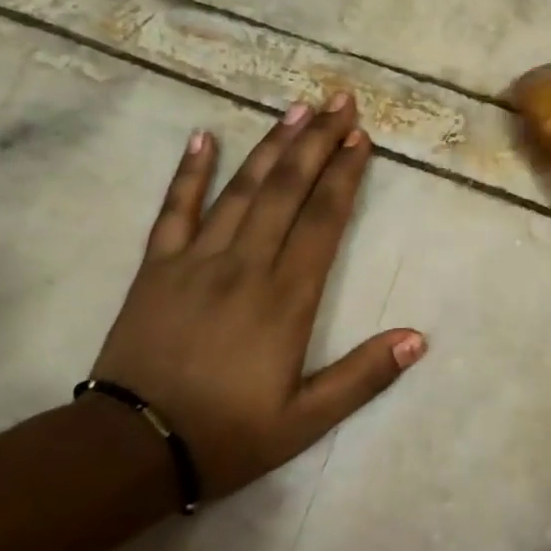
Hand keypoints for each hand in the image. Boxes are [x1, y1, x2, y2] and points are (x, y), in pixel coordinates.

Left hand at [90, 94, 425, 498]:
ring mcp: (197, 260)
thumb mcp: (306, 420)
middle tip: (339, 101)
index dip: (344, 175)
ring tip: (296, 109)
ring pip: (242, 189)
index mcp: (286, 297)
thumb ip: (364, 376)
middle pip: (288, 190)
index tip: (360, 138)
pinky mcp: (156, 267)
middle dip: (317, 142)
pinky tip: (203, 137)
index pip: (324, 219)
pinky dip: (189, 172)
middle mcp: (246, 264)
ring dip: (272, 146)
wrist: (131, 449)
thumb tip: (418, 338)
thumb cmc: (227, 434)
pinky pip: (174, 210)